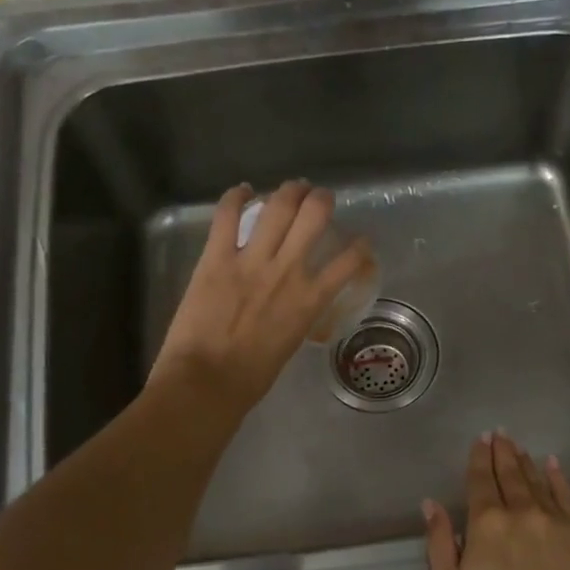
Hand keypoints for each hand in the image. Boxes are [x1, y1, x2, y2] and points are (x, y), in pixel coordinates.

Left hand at [149, 181, 372, 416]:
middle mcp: (288, 271)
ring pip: (278, 206)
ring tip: (293, 188)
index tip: (361, 241)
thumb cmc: (251, 377)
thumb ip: (298, 315)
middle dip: (321, 200)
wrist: (208, 381)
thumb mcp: (290, 343)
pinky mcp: (217, 257)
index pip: (350, 262)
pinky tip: (242, 190)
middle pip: (314, 216)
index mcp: (311, 300)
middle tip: (320, 199)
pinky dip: (236, 197)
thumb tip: (293, 303)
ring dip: (290, 191)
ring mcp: (252, 260)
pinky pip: (227, 215)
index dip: (361, 247)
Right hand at [423, 431, 569, 569]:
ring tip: (518, 446)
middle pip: (509, 473)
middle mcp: (521, 511)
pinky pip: (567, 495)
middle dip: (502, 451)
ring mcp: (555, 519)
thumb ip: (439, 543)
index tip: (480, 440)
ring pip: (536, 480)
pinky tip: (552, 464)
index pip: (480, 480)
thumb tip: (431, 504)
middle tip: (499, 434)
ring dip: (525, 461)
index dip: (479, 458)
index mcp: (486, 523)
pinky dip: (557, 477)